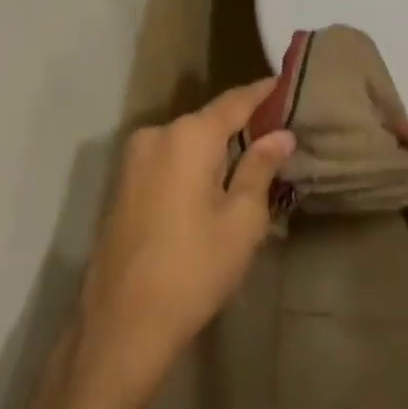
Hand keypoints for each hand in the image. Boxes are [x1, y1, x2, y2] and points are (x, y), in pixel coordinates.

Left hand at [71, 82, 295, 408]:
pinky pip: (168, 161)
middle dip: (241, 127)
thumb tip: (280, 134)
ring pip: (187, 143)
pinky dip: (193, 165)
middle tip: (277, 136)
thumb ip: (260, 167)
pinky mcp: (122, 185)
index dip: (263, 93)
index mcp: (189, 136)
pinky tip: (213, 187)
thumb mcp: (241, 219)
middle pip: (208, 121)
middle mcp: (156, 135)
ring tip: (250, 165)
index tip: (285, 83)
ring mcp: (133, 160)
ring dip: (216, 150)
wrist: (122, 325)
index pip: (235, 101)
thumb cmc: (194, 268)